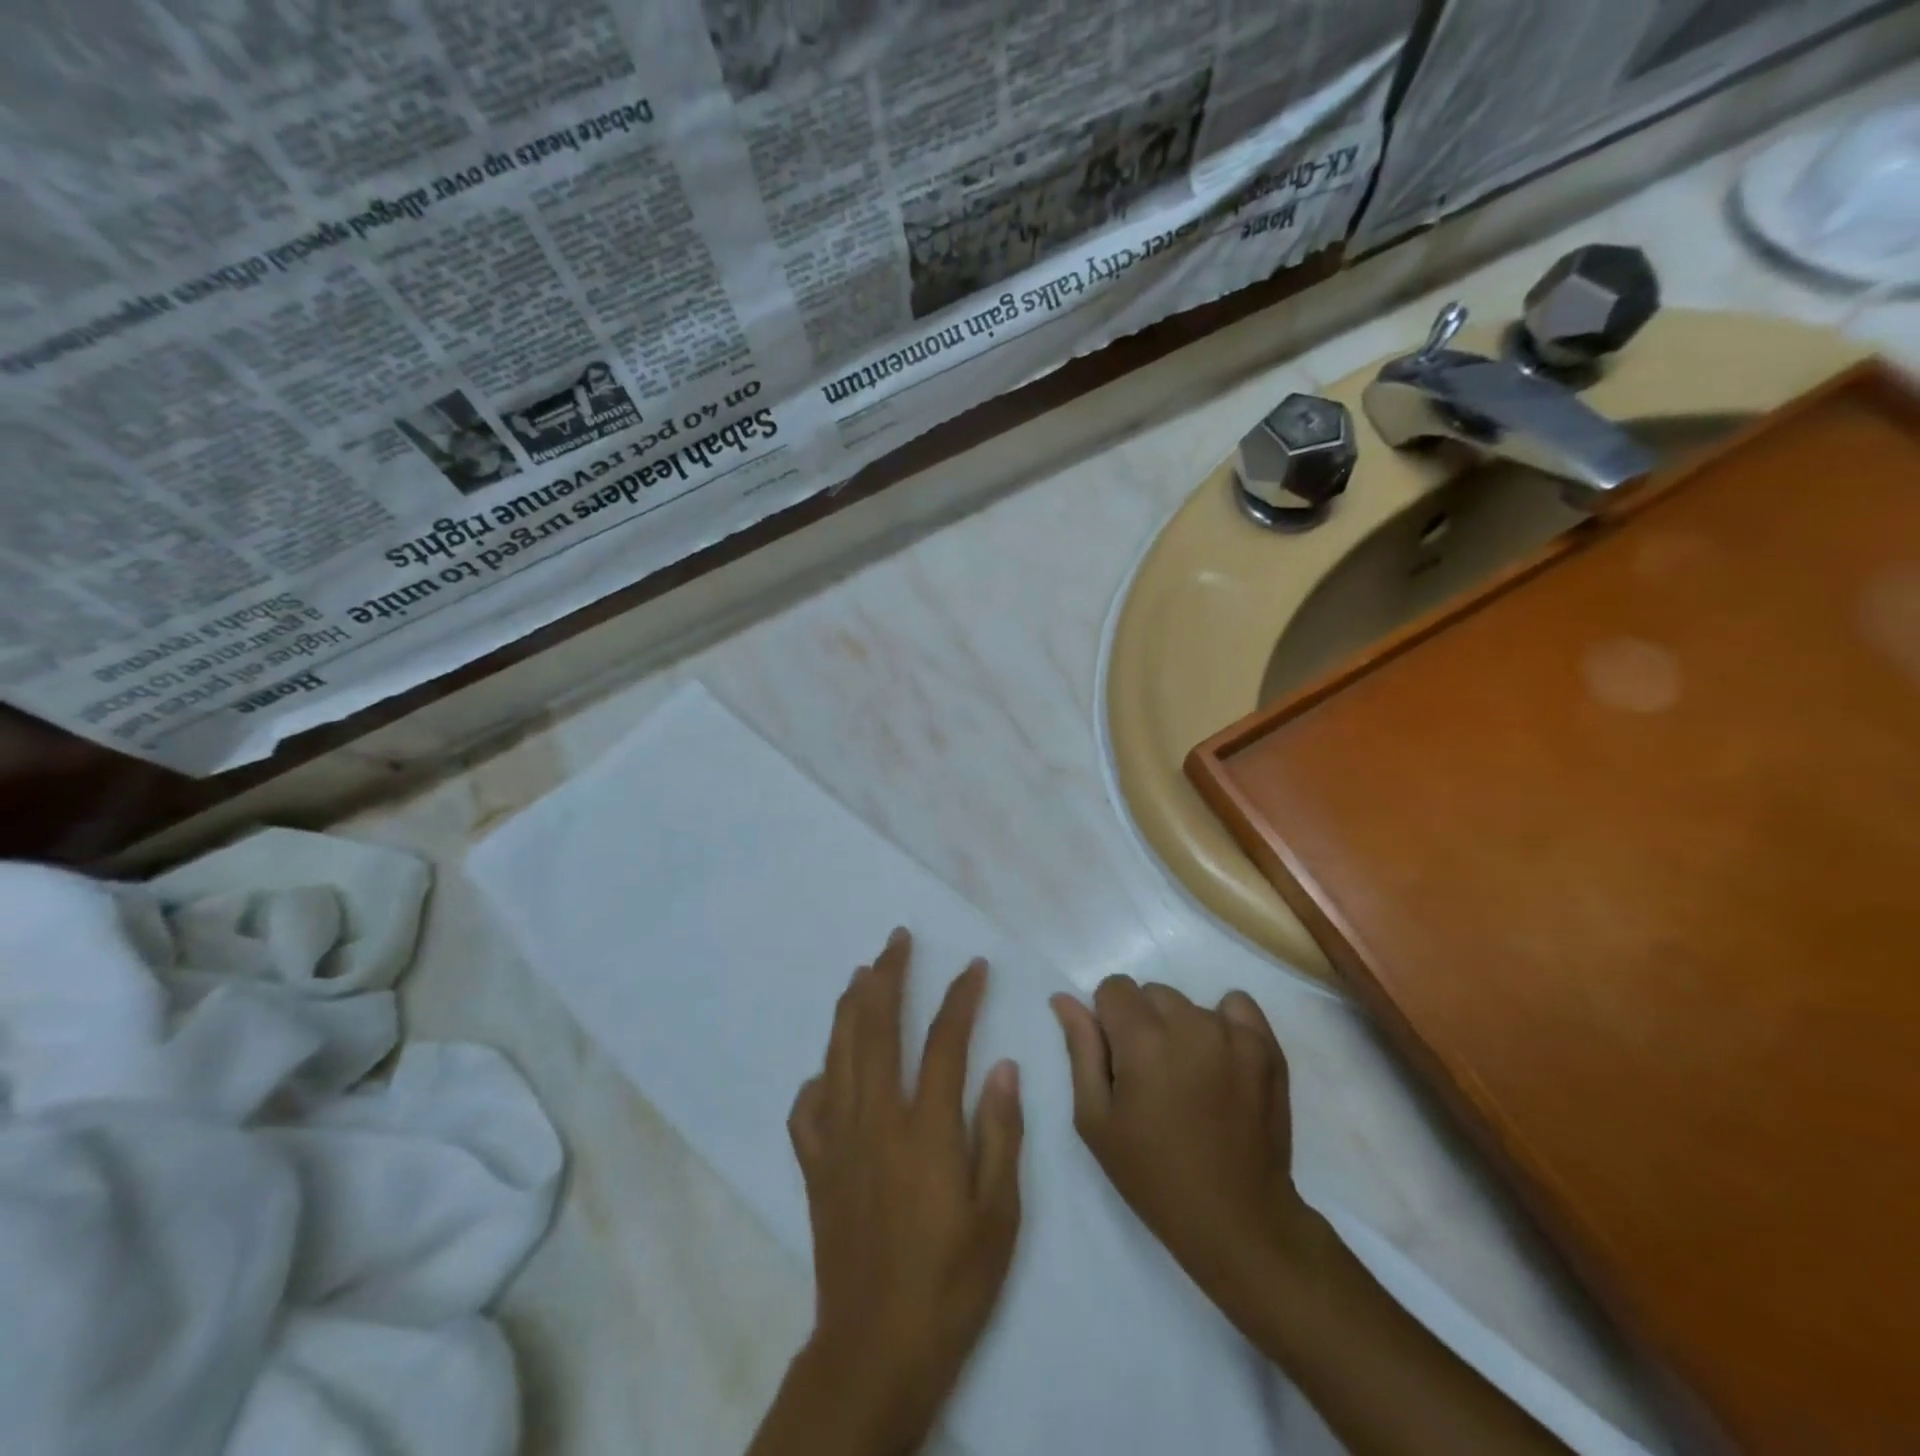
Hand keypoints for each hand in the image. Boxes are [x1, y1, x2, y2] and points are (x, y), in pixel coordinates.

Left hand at [769, 929, 1022, 1455]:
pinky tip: (829, 1067)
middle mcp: (875, 1118)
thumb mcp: (999, 1214)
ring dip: (851, 1005)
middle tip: (898, 939)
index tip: (974, 965)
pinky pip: (808, 1106)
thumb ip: (999, 1132)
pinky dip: (819, 1076)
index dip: (961, 995)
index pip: (945, 1039)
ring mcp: (838, 1139)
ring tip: (863, 972)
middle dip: (889, 974)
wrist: (877, 1348)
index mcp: (925, 1127)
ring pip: (839, 1052)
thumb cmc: (951, 1281)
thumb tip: (1000, 1065)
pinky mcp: (815, 1166)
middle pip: (877, 1026)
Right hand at [1051, 977, 1316, 1324]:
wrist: (1238, 1221)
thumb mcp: (1096, 1120)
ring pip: (1190, 1005)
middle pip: (1151, 994)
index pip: (1114, 988)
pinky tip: (1222, 1062)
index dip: (1108, 1020)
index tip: (1117, 1059)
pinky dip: (1225, 1024)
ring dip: (1182, 1029)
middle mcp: (1188, 1023)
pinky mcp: (1266, 1047)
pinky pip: (1237, 1006)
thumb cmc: (1154, 1175)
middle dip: (1144, 1024)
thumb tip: (1064, 998)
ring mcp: (1233, 1033)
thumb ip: (1081, 1049)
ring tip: (1190, 1079)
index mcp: (1142, 1039)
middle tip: (1152, 1077)